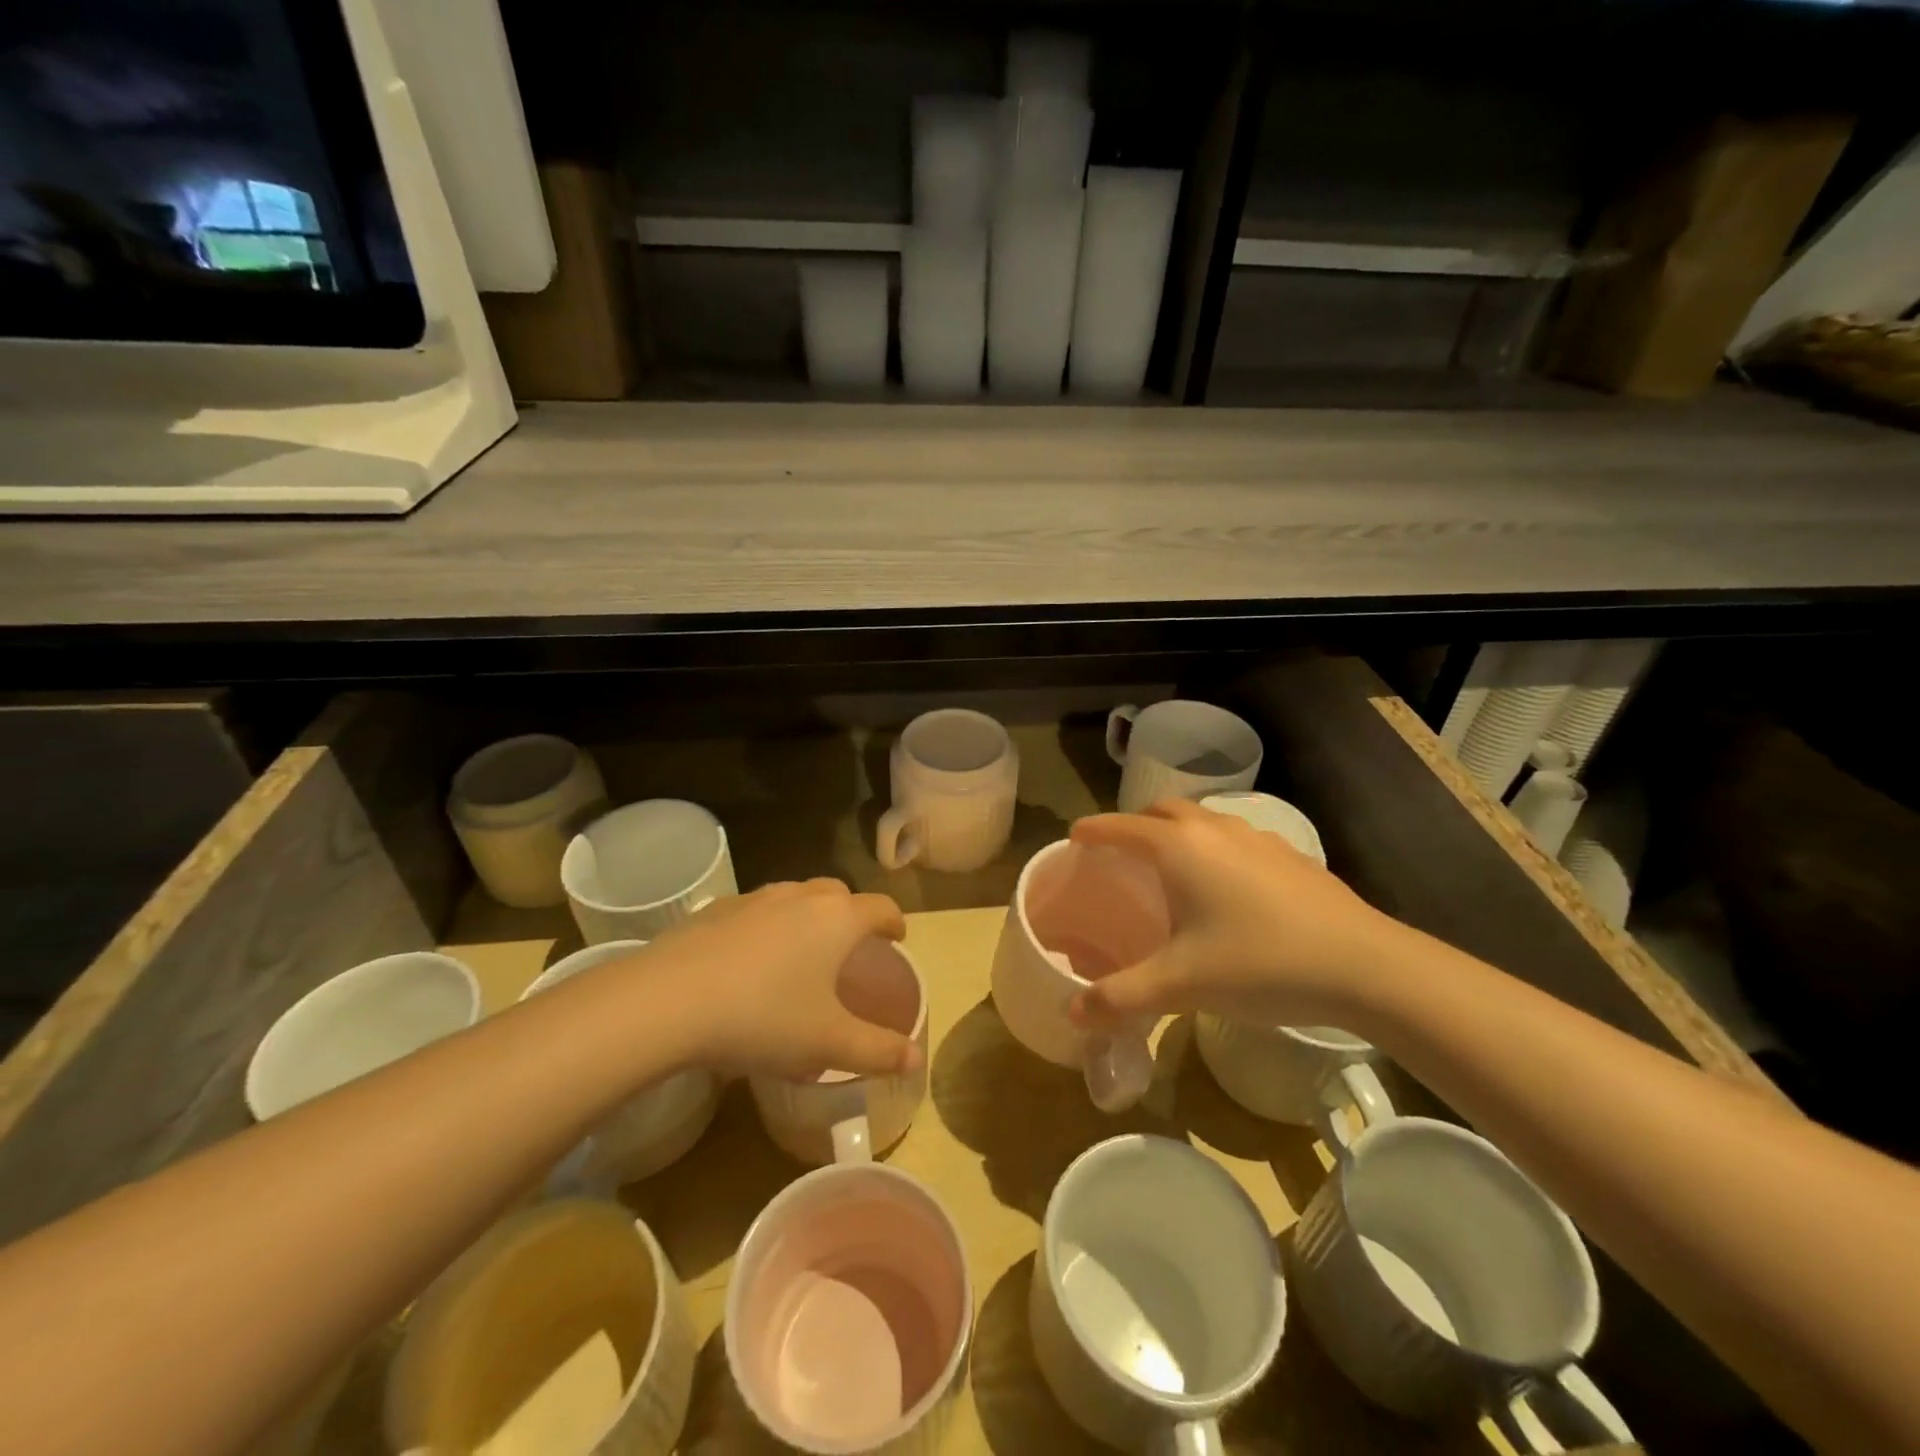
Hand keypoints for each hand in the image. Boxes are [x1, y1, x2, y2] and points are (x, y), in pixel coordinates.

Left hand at [644, 879, 918, 1079]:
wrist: (668, 1000)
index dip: (894, 922)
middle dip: (851, 914)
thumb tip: (915, 1058)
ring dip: (807, 916)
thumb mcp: (827, 1043)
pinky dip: (765, 926)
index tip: (896, 938)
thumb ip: (877, 1051)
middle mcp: (801, 896)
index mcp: (837, 919)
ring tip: (799, 953)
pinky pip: (755, 910)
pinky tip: (748, 961)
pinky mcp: (716, 909)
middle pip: (838, 893)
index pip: (881, 907)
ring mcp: (755, 898)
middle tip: (848, 949)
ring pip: (795, 896)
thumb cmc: (763, 1017)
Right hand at [1067, 799, 1410, 1033]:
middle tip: (1121, 854)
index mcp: (1179, 849)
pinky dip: (1217, 849)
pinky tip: (1230, 890)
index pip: (1121, 827)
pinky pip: (1238, 840)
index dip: (1093, 831)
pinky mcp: (1292, 857)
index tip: (1074, 836)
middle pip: (1163, 811)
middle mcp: (1215, 831)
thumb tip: (1071, 1013)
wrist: (1366, 967)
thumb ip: (1120, 998)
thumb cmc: (1259, 964)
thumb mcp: (1181, 985)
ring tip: (1173, 870)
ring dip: (1180, 833)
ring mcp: (1259, 839)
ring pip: (1205, 821)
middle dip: (1136, 824)